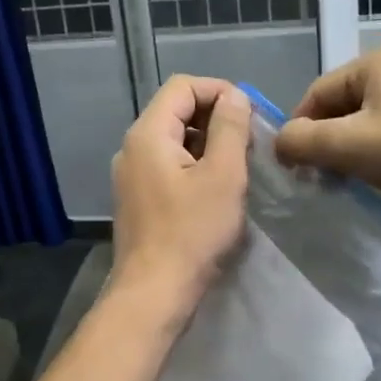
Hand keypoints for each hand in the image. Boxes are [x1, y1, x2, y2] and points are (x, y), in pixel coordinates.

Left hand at [111, 76, 251, 310]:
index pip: (182, 87)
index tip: (250, 114)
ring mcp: (130, 175)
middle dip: (215, 117)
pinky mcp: (137, 199)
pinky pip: (166, 166)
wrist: (154, 293)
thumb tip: (234, 96)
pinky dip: (193, 165)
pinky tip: (215, 190)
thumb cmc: (192, 233)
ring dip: (207, 143)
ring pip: (172, 140)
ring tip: (237, 167)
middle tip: (248, 142)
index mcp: (147, 134)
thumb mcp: (223, 176)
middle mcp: (132, 148)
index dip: (219, 90)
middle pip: (175, 111)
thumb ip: (230, 128)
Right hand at [273, 41, 380, 220]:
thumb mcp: (346, 146)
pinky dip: (377, 149)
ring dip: (349, 148)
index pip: (317, 93)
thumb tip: (280, 144)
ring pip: (367, 119)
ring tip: (347, 179)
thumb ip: (301, 141)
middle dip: (326, 140)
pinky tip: (379, 174)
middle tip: (320, 176)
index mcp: (377, 60)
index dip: (299, 130)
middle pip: (342, 105)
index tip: (294, 166)